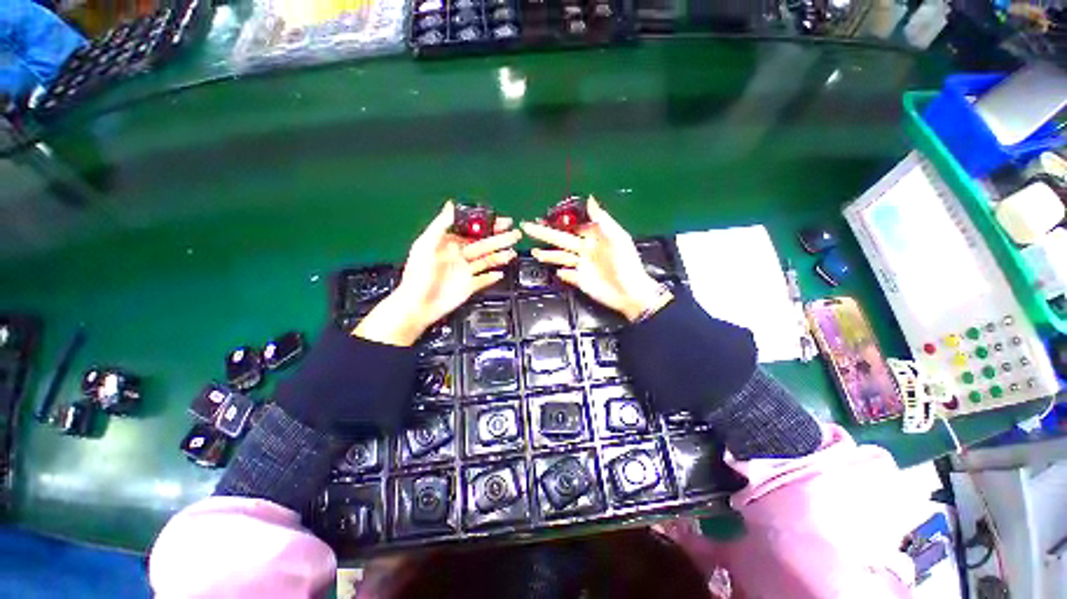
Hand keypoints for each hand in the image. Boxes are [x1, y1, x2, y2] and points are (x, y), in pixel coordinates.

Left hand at [355, 202, 520, 345]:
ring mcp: (465, 272)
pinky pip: (484, 280)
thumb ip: (441, 225)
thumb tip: (451, 205)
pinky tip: (501, 273)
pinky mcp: (469, 286)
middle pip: (484, 245)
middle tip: (515, 234)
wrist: (418, 306)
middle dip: (500, 239)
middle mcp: (459, 256)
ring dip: (500, 256)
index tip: (502, 222)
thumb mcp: (426, 245)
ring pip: (487, 261)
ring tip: (513, 252)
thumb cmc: (418, 274)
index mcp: (449, 244)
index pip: (473, 231)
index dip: (488, 226)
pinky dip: (492, 277)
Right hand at [521, 197, 670, 321]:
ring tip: (534, 252)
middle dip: (544, 234)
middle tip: (527, 227)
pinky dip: (562, 273)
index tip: (542, 216)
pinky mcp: (580, 281)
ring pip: (561, 257)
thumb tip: (590, 198)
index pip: (572, 226)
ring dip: (548, 254)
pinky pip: (568, 276)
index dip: (557, 221)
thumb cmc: (625, 263)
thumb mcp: (617, 238)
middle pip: (561, 240)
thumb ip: (602, 220)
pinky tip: (556, 272)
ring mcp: (582, 266)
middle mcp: (585, 250)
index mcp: (594, 237)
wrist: (630, 292)